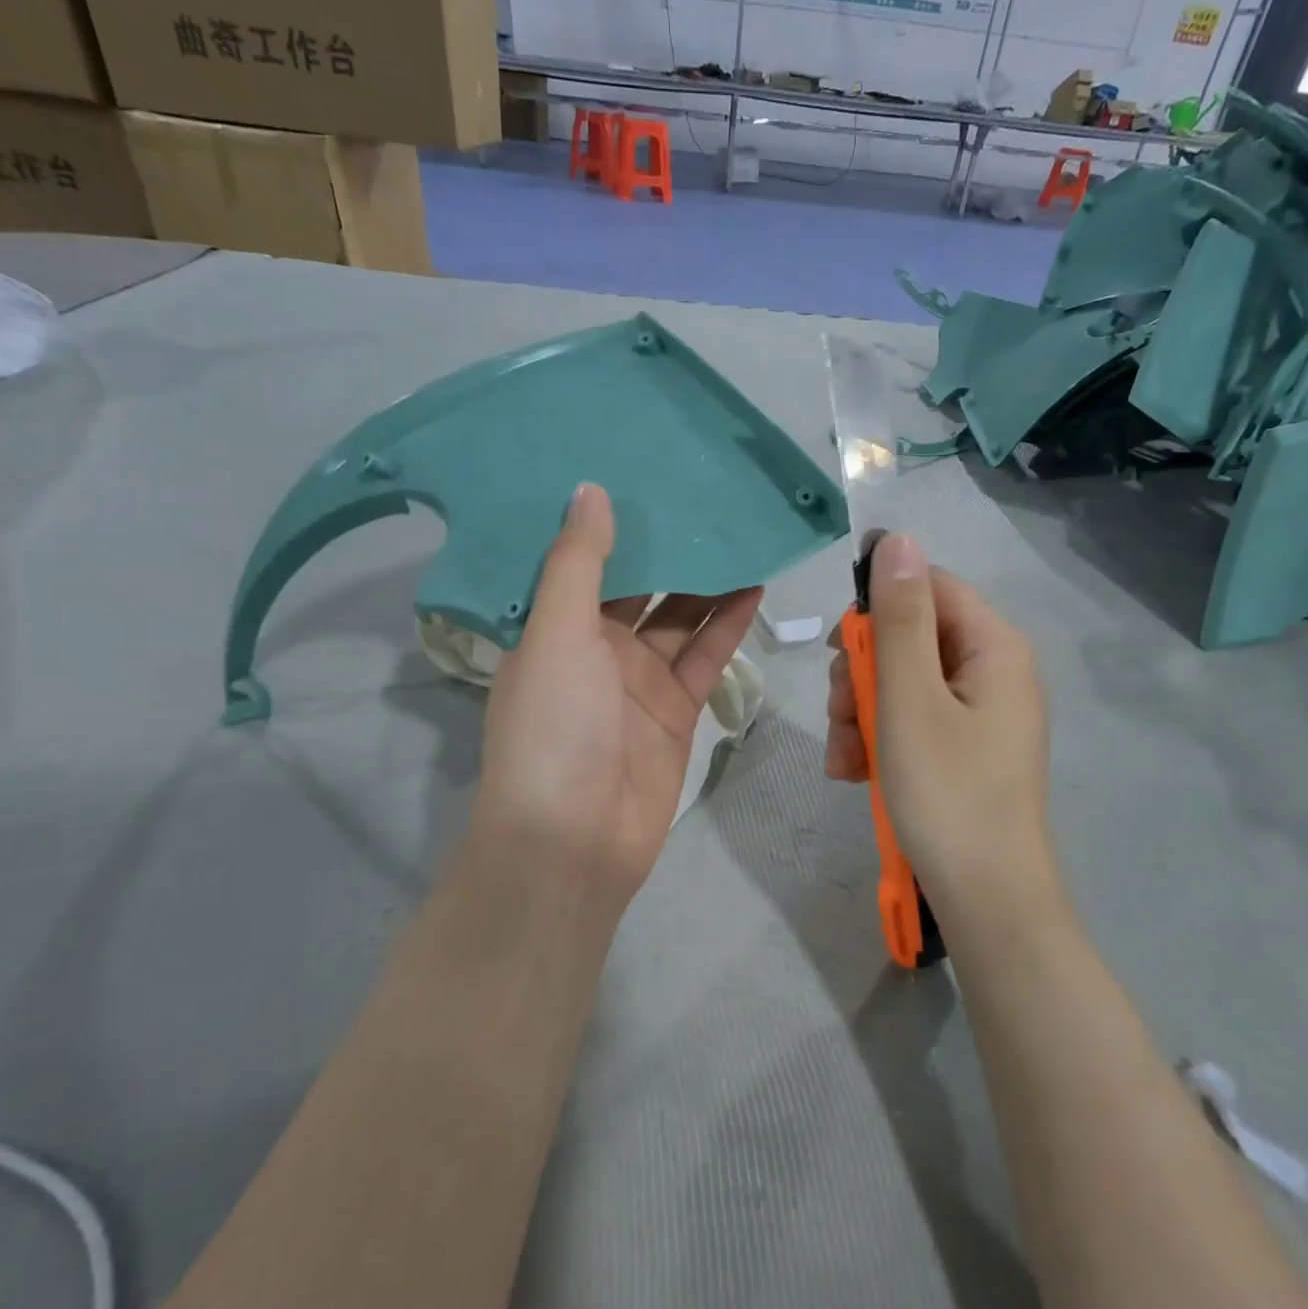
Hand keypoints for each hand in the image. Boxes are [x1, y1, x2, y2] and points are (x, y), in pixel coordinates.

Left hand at [467, 483, 761, 908]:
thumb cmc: (554, 729)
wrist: (575, 841)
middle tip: (703, 489)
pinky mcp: (677, 708)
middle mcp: (595, 648)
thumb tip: (590, 490)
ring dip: (706, 579)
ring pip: (679, 617)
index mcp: (553, 628)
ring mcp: (639, 680)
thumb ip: (578, 564)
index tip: (637, 467)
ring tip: (740, 527)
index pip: (582, 561)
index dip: (609, 521)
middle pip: (639, 585)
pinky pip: (706, 655)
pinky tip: (754, 582)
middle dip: (667, 545)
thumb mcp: (557, 635)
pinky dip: (728, 623)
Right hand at [826, 534, 1059, 925]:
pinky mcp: (964, 749)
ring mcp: (979, 713)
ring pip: (902, 683)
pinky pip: (912, 721)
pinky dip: (879, 739)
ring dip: (861, 712)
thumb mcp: (909, 699)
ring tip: (844, 758)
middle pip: (911, 637)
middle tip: (840, 713)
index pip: (929, 586)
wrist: (986, 902)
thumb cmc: (945, 793)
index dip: (877, 606)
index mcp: (993, 646)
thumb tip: (898, 539)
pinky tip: (855, 773)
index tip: (840, 648)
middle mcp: (992, 670)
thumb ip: (899, 618)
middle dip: (863, 673)